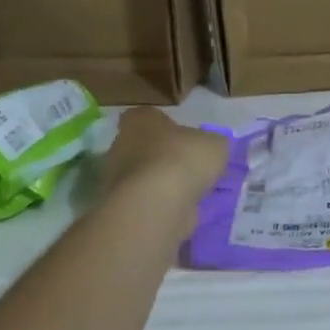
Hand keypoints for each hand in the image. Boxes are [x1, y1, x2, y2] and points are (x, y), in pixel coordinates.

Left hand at [101, 107, 227, 213]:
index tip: (183, 138)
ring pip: (142, 178)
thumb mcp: (214, 145)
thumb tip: (211, 149)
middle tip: (189, 168)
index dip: (165, 126)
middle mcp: (120, 146)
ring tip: (189, 194)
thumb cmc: (182, 160)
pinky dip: (159, 207)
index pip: (148, 117)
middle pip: (142, 148)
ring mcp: (116, 180)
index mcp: (139, 120)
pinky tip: (180, 212)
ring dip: (161, 185)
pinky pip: (144, 203)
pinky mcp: (120, 208)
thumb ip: (211, 144)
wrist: (155, 205)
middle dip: (163, 157)